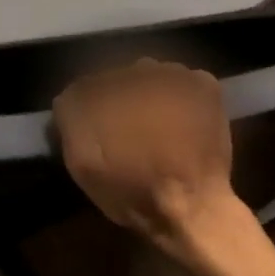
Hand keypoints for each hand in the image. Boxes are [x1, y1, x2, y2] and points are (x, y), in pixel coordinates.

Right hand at [54, 58, 239, 253]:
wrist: (192, 208)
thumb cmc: (131, 188)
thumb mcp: (80, 161)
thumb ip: (69, 118)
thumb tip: (69, 97)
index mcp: (102, 84)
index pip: (86, 86)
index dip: (90, 109)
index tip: (97, 132)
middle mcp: (136, 68)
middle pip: (121, 79)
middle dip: (121, 99)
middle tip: (128, 132)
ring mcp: (174, 72)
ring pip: (153, 77)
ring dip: (151, 95)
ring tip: (158, 129)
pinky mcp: (205, 85)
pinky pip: (185, 81)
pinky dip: (183, 96)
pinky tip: (184, 122)